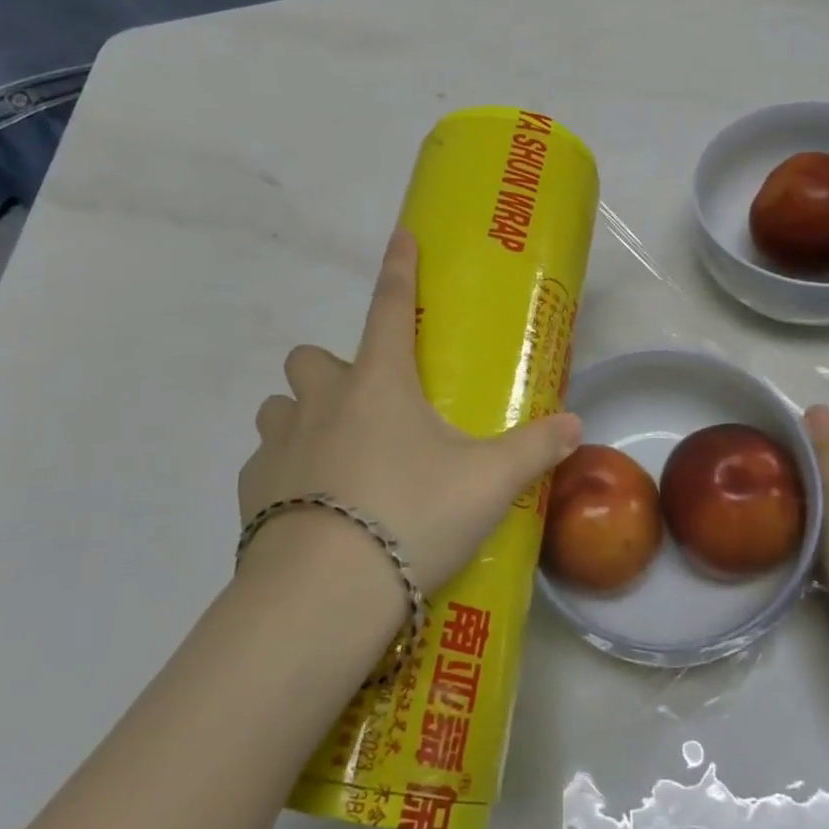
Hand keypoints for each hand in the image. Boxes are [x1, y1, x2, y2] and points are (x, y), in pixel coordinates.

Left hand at [238, 229, 582, 597]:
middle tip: (366, 406)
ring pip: (281, 406)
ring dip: (302, 417)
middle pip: (311, 357)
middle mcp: (322, 399)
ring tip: (335, 456)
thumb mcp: (487, 484)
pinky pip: (266, 461)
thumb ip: (534, 449)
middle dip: (333, 370)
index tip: (399, 235)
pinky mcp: (253, 487)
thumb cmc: (412, 515)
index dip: (398, 267)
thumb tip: (575, 424)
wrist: (326, 593)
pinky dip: (286, 471)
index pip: (389, 305)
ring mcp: (280, 441)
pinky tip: (311, 507)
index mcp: (380, 383)